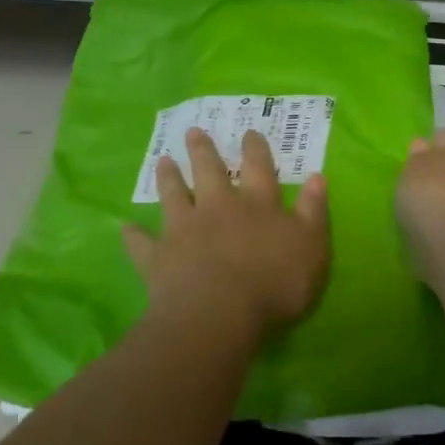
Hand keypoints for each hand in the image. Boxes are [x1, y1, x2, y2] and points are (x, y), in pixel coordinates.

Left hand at [124, 129, 329, 335]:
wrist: (218, 313)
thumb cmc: (275, 282)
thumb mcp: (311, 246)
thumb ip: (314, 210)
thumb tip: (318, 176)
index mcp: (257, 204)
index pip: (259, 168)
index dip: (255, 149)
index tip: (249, 132)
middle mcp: (218, 207)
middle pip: (209, 172)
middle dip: (203, 151)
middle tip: (193, 131)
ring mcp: (184, 230)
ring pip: (174, 196)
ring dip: (168, 178)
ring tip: (163, 161)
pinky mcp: (158, 257)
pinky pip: (142, 243)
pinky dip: (134, 235)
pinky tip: (125, 227)